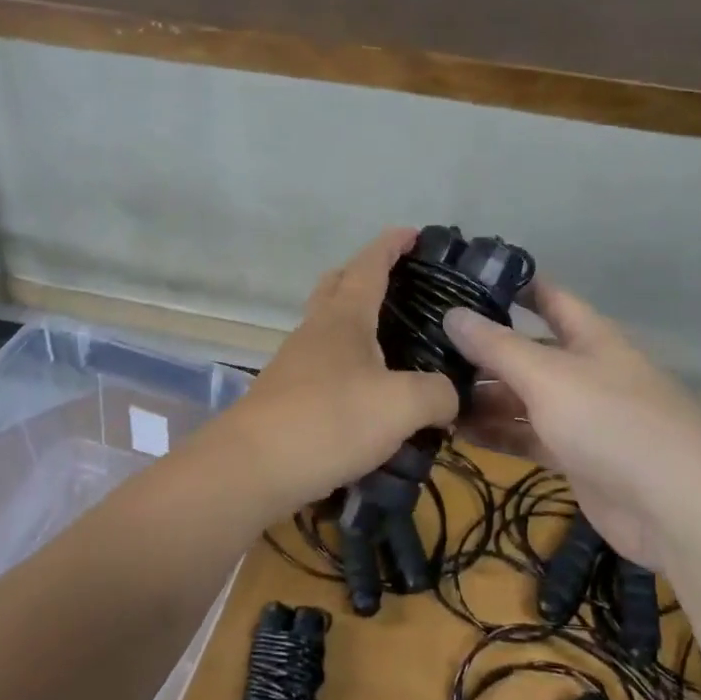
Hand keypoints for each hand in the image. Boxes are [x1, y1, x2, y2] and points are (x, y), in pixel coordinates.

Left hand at [201, 229, 458, 521]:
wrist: (252, 467)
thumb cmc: (329, 421)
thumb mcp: (401, 406)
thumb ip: (436, 394)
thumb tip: (448, 397)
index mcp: (344, 318)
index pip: (370, 266)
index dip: (391, 245)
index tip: (412, 232)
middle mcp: (316, 330)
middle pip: (337, 285)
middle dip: (365, 274)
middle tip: (400, 285)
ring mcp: (295, 362)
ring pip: (328, 326)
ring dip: (356, 324)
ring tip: (395, 345)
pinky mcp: (286, 394)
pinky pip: (323, 364)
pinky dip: (348, 364)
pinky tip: (369, 393)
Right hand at [444, 282, 700, 568]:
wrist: (677, 510)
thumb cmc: (612, 422)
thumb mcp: (548, 376)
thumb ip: (497, 346)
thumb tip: (453, 313)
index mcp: (590, 337)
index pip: (548, 296)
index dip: (511, 285)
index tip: (462, 279)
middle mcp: (585, 370)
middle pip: (527, 351)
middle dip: (482, 349)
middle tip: (425, 345)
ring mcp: (581, 416)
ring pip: (522, 397)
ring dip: (482, 395)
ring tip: (431, 392)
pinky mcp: (575, 457)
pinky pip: (526, 435)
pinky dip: (495, 433)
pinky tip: (455, 432)